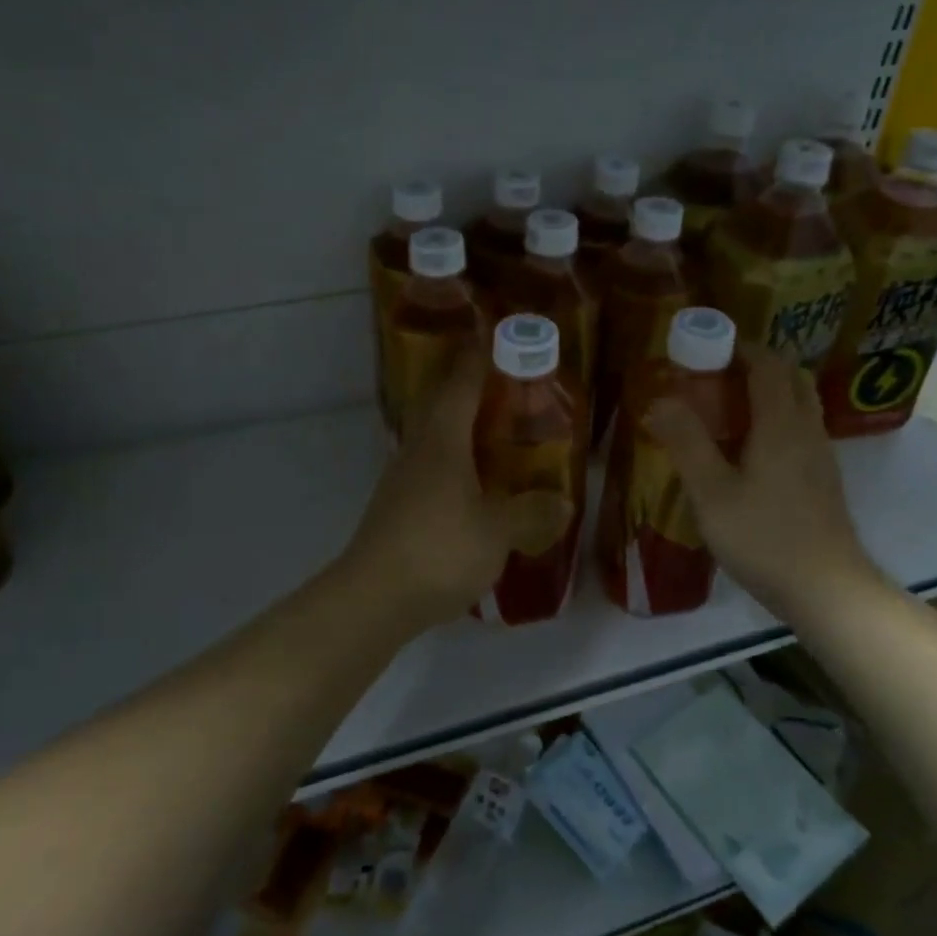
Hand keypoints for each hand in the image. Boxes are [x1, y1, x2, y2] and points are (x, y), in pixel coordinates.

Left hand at [342, 352, 572, 629]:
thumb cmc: (438, 550)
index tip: (499, 336)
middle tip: (509, 387)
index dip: (480, 357)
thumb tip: (563, 503)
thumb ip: (532, 513)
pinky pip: (433, 469)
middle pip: (442, 405)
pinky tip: (478, 486)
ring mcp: (403, 480)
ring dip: (464, 428)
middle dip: (472, 388)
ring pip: (435, 438)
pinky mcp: (399, 508)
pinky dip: (457, 464)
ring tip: (500, 434)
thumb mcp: (497, 532)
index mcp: (442, 441)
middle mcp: (418, 450)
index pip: (461, 383)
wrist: (373, 599)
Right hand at [646, 346, 884, 624]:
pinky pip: (801, 428)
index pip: (767, 364)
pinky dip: (776, 418)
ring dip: (768, 391)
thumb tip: (659, 401)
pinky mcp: (823, 479)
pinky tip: (749, 449)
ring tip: (726, 409)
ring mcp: (820, 455)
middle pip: (790, 376)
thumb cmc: (765, 538)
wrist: (828, 591)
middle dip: (755, 365)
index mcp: (781, 423)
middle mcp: (807, 429)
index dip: (739, 348)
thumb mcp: (712, 493)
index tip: (705, 349)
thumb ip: (686, 443)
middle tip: (715, 377)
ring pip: (800, 403)